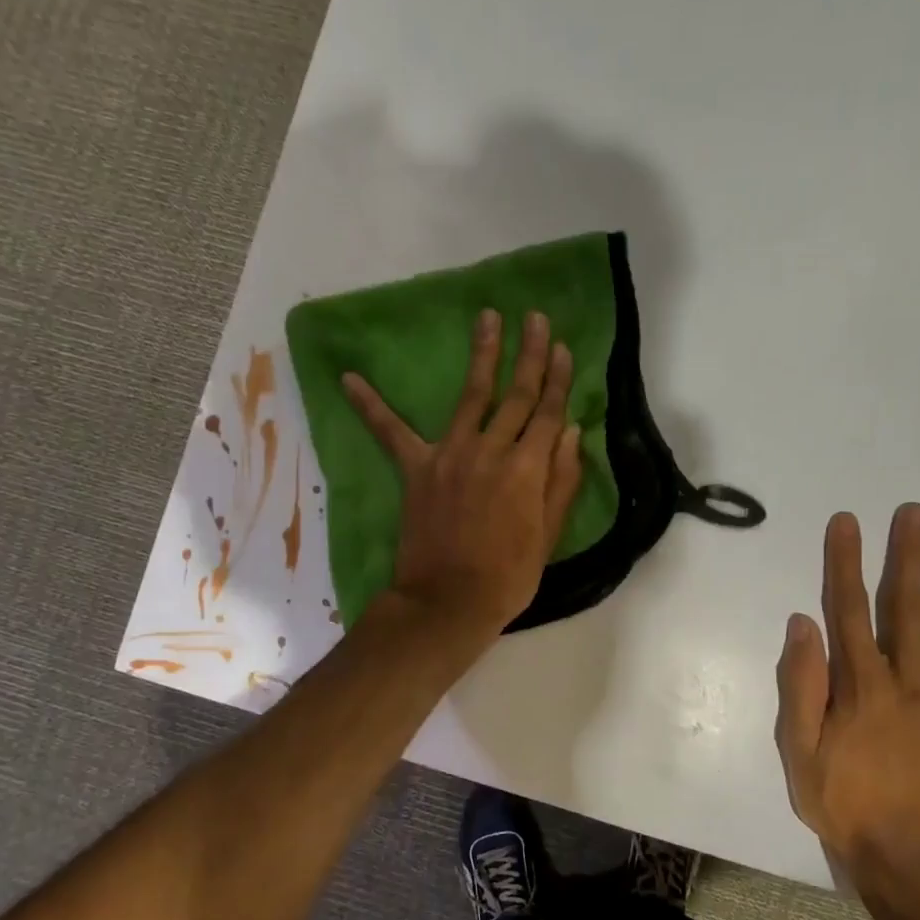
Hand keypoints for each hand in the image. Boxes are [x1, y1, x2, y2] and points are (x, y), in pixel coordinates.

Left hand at [343, 308, 583, 638]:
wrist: (449, 601)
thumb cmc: (508, 576)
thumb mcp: (548, 534)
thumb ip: (562, 480)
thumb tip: (571, 431)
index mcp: (528, 468)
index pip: (548, 412)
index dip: (557, 378)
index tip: (561, 346)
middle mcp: (492, 451)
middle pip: (515, 395)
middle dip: (528, 354)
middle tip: (533, 317)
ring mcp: (451, 455)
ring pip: (471, 395)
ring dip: (482, 355)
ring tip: (488, 319)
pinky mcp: (417, 469)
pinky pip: (391, 433)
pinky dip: (370, 406)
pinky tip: (348, 378)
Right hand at [775, 504, 919, 902]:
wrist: (906, 858)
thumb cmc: (842, 802)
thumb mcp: (799, 751)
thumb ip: (802, 686)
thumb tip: (803, 623)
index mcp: (860, 685)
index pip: (850, 610)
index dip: (846, 563)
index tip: (848, 522)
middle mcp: (906, 680)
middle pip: (905, 607)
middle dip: (906, 555)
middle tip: (915, 511)